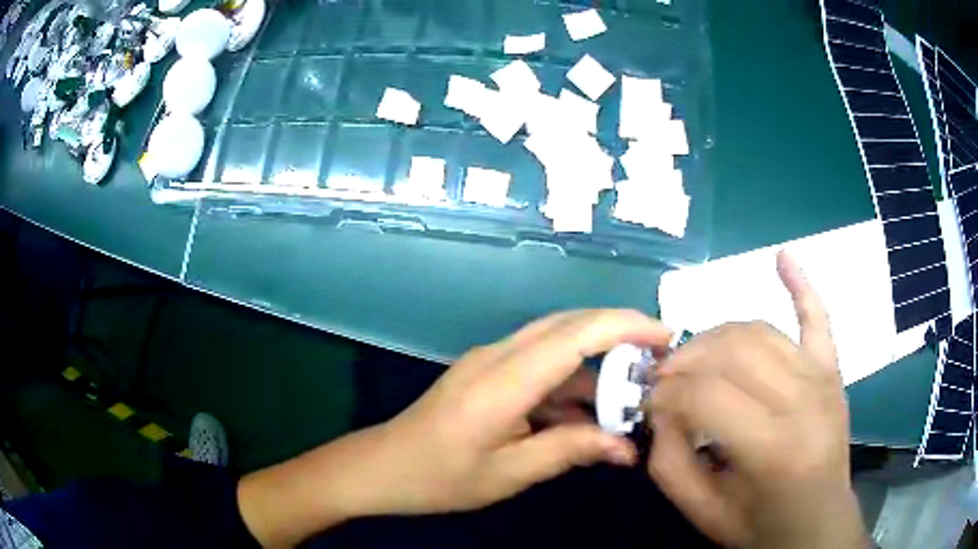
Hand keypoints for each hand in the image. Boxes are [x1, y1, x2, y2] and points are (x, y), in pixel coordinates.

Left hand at [371, 309, 670, 513]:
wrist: (383, 467)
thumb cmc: (440, 477)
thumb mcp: (509, 474)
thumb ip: (570, 451)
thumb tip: (627, 448)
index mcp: (504, 381)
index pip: (576, 334)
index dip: (626, 327)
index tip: (666, 337)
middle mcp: (498, 356)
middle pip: (569, 325)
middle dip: (619, 333)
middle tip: (659, 358)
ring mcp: (489, 361)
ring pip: (555, 343)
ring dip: (595, 365)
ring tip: (629, 397)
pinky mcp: (486, 373)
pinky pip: (538, 365)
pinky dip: (569, 384)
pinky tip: (585, 416)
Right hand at [646, 251, 865, 547]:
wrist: (816, 521)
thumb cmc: (759, 522)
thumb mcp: (701, 510)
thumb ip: (668, 460)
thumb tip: (659, 408)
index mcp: (772, 446)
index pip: (705, 395)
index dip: (664, 395)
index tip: (645, 405)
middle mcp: (801, 400)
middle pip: (731, 352)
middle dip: (684, 361)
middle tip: (663, 380)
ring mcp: (820, 376)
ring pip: (757, 331)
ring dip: (714, 337)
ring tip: (694, 358)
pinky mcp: (830, 367)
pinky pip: (816, 316)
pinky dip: (800, 284)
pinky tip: (782, 256)